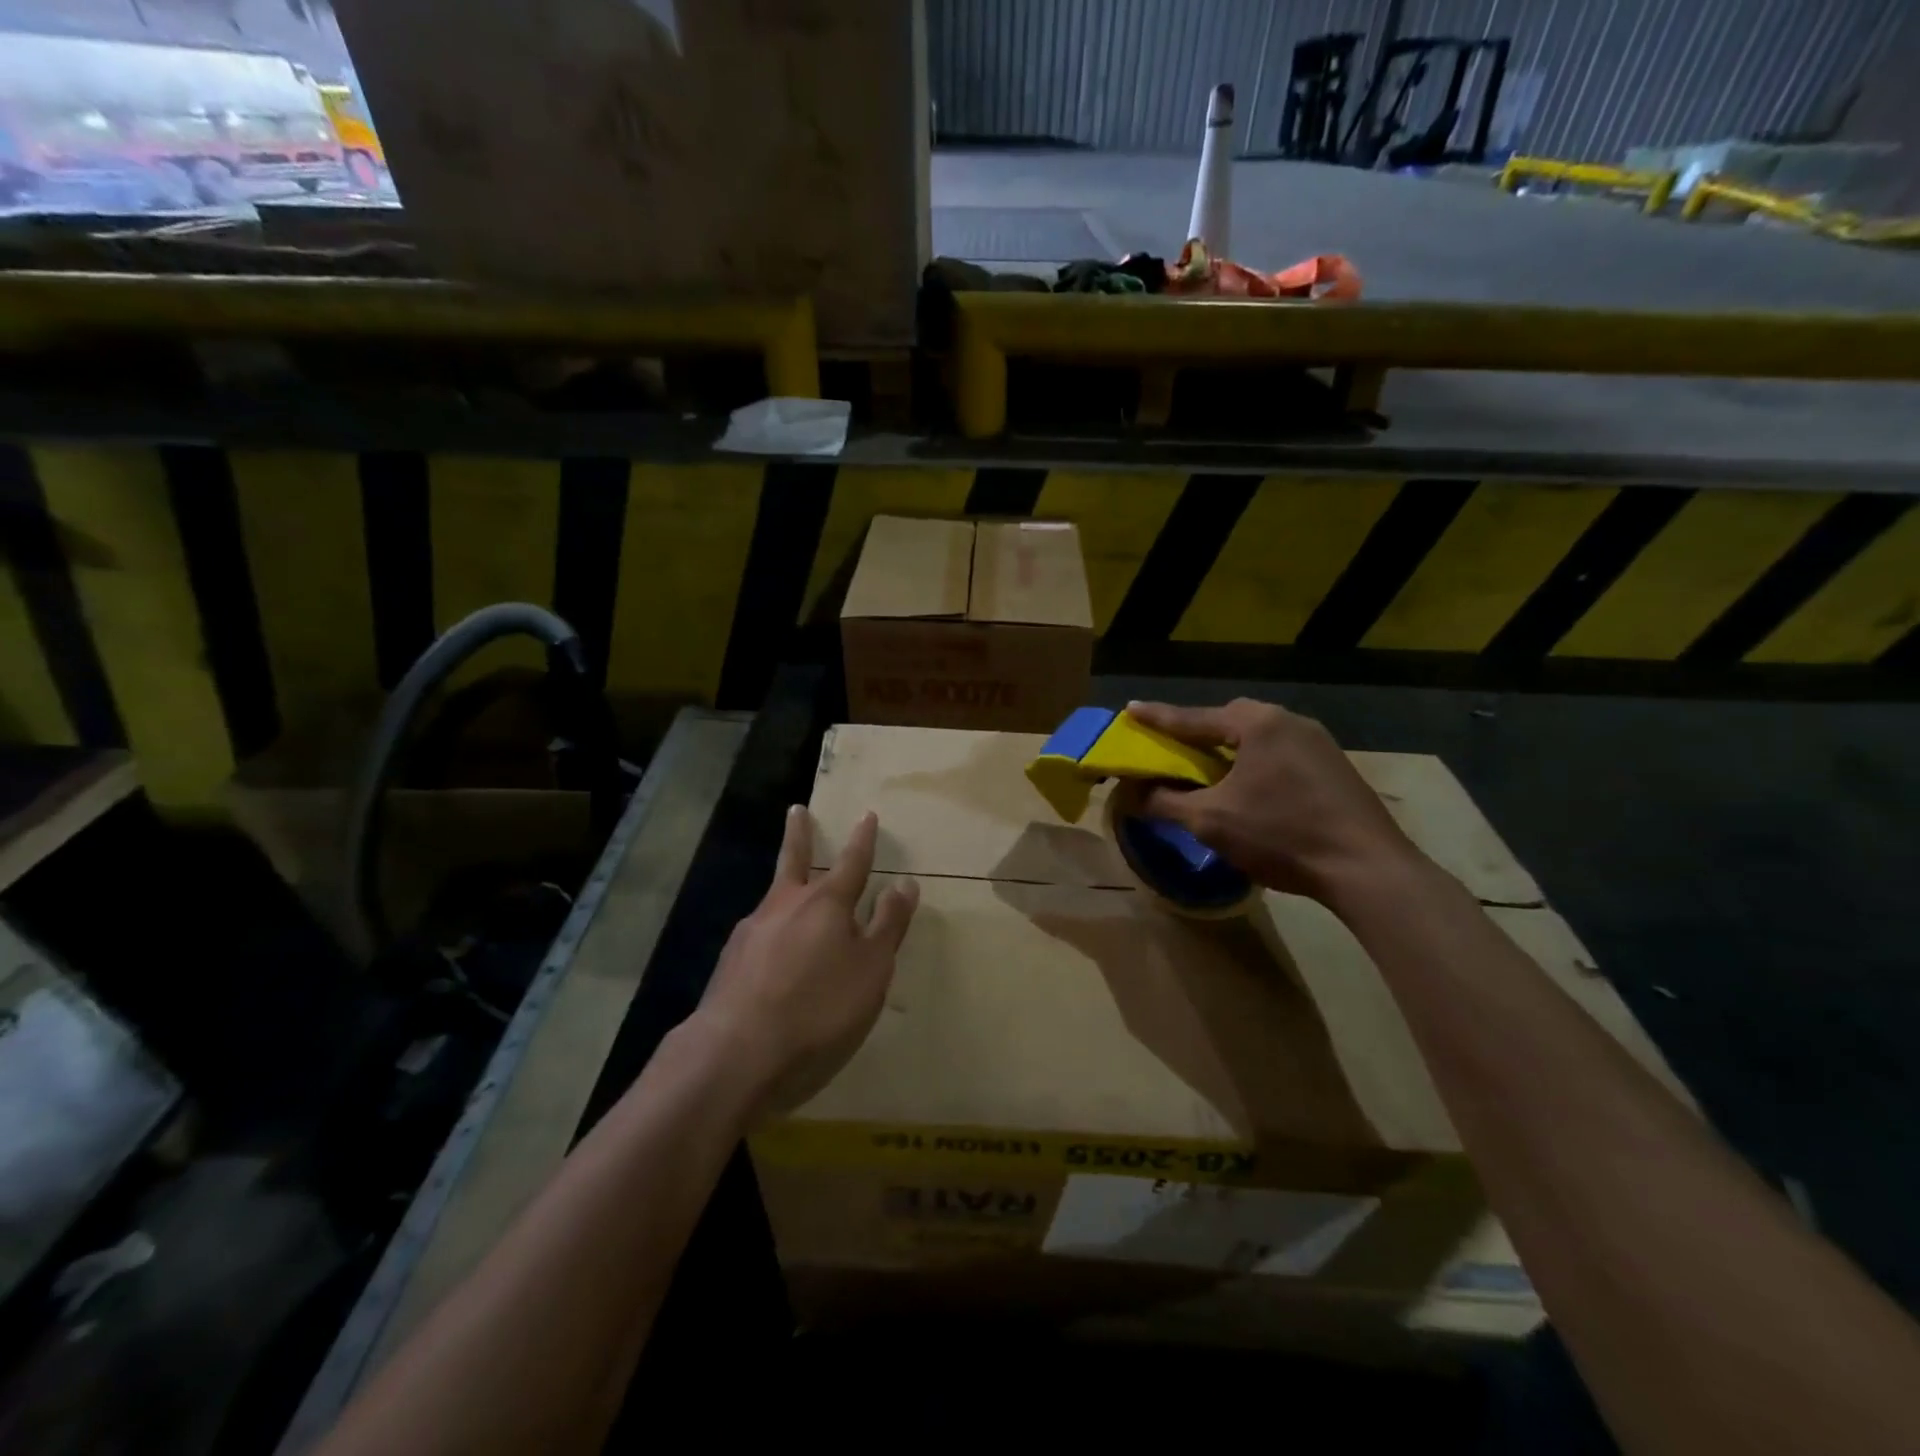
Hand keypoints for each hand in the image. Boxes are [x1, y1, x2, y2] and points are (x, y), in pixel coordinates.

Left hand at [693, 806, 917, 1122]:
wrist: (737, 1052)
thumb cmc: (819, 1008)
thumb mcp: (871, 969)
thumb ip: (888, 925)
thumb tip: (904, 882)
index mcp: (826, 904)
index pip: (852, 862)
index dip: (862, 840)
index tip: (867, 815)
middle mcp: (786, 906)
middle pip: (794, 860)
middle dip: (800, 835)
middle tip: (796, 810)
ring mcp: (752, 931)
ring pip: (774, 899)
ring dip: (784, 887)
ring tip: (790, 894)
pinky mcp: (730, 962)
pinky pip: (760, 937)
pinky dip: (771, 934)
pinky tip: (771, 956)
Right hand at [1127, 698, 1424, 906]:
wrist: (1366, 868)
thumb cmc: (1281, 835)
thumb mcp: (1211, 820)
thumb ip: (1164, 802)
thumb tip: (1130, 794)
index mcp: (1258, 724)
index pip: (1194, 718)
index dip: (1158, 717)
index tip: (1130, 708)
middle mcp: (1289, 721)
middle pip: (1230, 720)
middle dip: (1198, 732)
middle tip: (1173, 746)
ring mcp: (1318, 742)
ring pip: (1258, 737)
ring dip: (1228, 750)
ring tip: (1208, 769)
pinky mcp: (1334, 767)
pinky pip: (1280, 754)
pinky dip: (1255, 764)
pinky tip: (1250, 788)